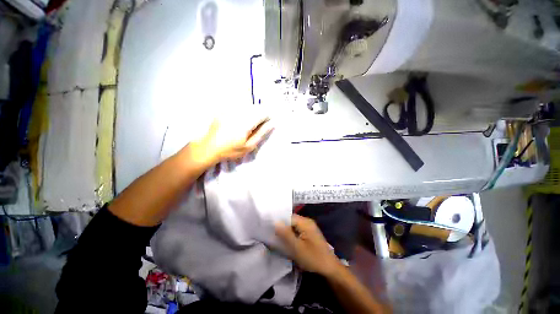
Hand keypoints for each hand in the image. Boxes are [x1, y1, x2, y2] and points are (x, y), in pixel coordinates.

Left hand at [190, 111, 273, 166]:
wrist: (209, 147)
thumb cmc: (231, 150)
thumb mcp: (249, 146)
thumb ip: (261, 133)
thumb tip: (272, 124)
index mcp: (245, 123)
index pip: (262, 113)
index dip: (267, 118)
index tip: (266, 124)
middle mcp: (238, 113)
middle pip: (255, 108)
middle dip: (259, 115)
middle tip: (255, 127)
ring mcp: (230, 110)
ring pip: (248, 106)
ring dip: (251, 113)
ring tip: (247, 125)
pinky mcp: (224, 109)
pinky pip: (238, 106)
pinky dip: (243, 111)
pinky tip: (239, 121)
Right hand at [275, 214, 341, 276]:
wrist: (330, 268)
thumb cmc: (313, 258)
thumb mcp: (297, 247)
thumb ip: (286, 234)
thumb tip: (275, 222)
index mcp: (305, 222)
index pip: (288, 217)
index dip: (279, 222)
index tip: (270, 229)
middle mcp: (307, 222)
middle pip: (291, 221)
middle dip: (283, 228)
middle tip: (273, 236)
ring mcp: (309, 228)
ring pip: (294, 227)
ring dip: (287, 232)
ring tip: (278, 239)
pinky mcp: (309, 234)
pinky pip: (298, 231)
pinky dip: (292, 236)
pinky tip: (288, 242)